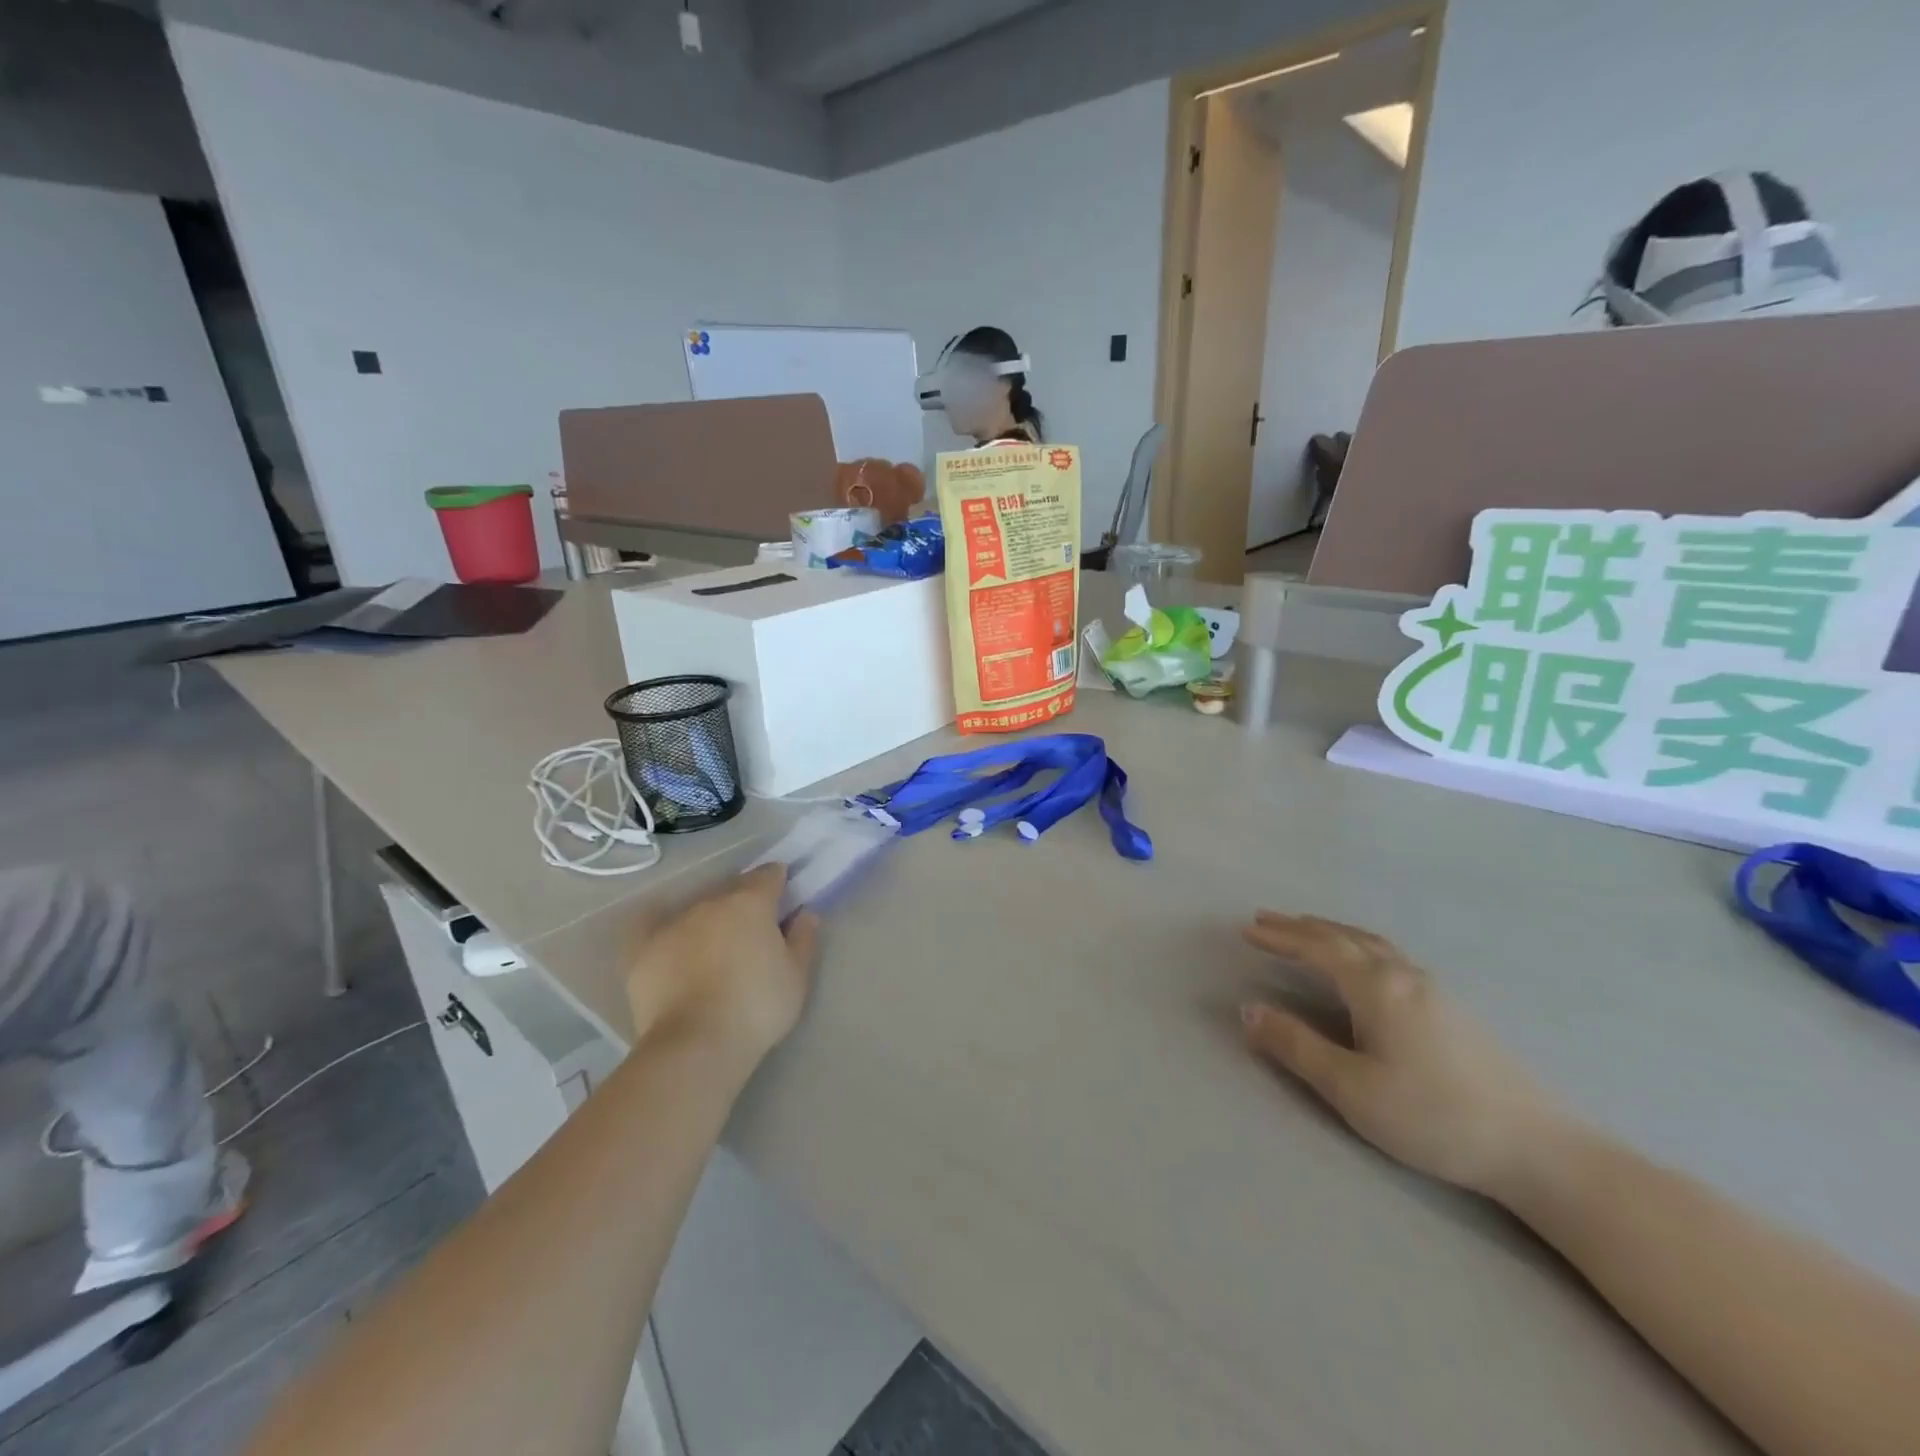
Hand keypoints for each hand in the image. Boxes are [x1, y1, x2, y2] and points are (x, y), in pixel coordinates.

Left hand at [626, 864, 818, 1061]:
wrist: (695, 1045)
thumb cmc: (757, 1007)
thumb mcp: (796, 977)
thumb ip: (803, 939)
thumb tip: (805, 913)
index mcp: (750, 902)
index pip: (768, 875)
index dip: (779, 882)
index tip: (784, 899)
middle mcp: (710, 903)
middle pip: (732, 890)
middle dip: (744, 902)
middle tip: (754, 930)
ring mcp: (673, 923)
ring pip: (697, 909)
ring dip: (710, 919)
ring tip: (715, 947)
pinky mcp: (642, 950)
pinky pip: (652, 926)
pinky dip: (663, 928)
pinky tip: (669, 940)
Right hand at [1240, 912, 1562, 1198]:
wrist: (1537, 1149)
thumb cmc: (1432, 1117)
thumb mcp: (1350, 1088)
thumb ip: (1295, 1045)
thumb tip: (1248, 1009)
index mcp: (1376, 987)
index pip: (1317, 948)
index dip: (1279, 937)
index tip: (1246, 929)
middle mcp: (1404, 975)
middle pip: (1344, 938)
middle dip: (1301, 928)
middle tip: (1265, 921)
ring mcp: (1433, 990)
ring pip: (1372, 944)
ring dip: (1332, 933)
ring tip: (1307, 931)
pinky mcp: (1452, 1009)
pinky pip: (1390, 956)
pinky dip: (1359, 946)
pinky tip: (1364, 964)